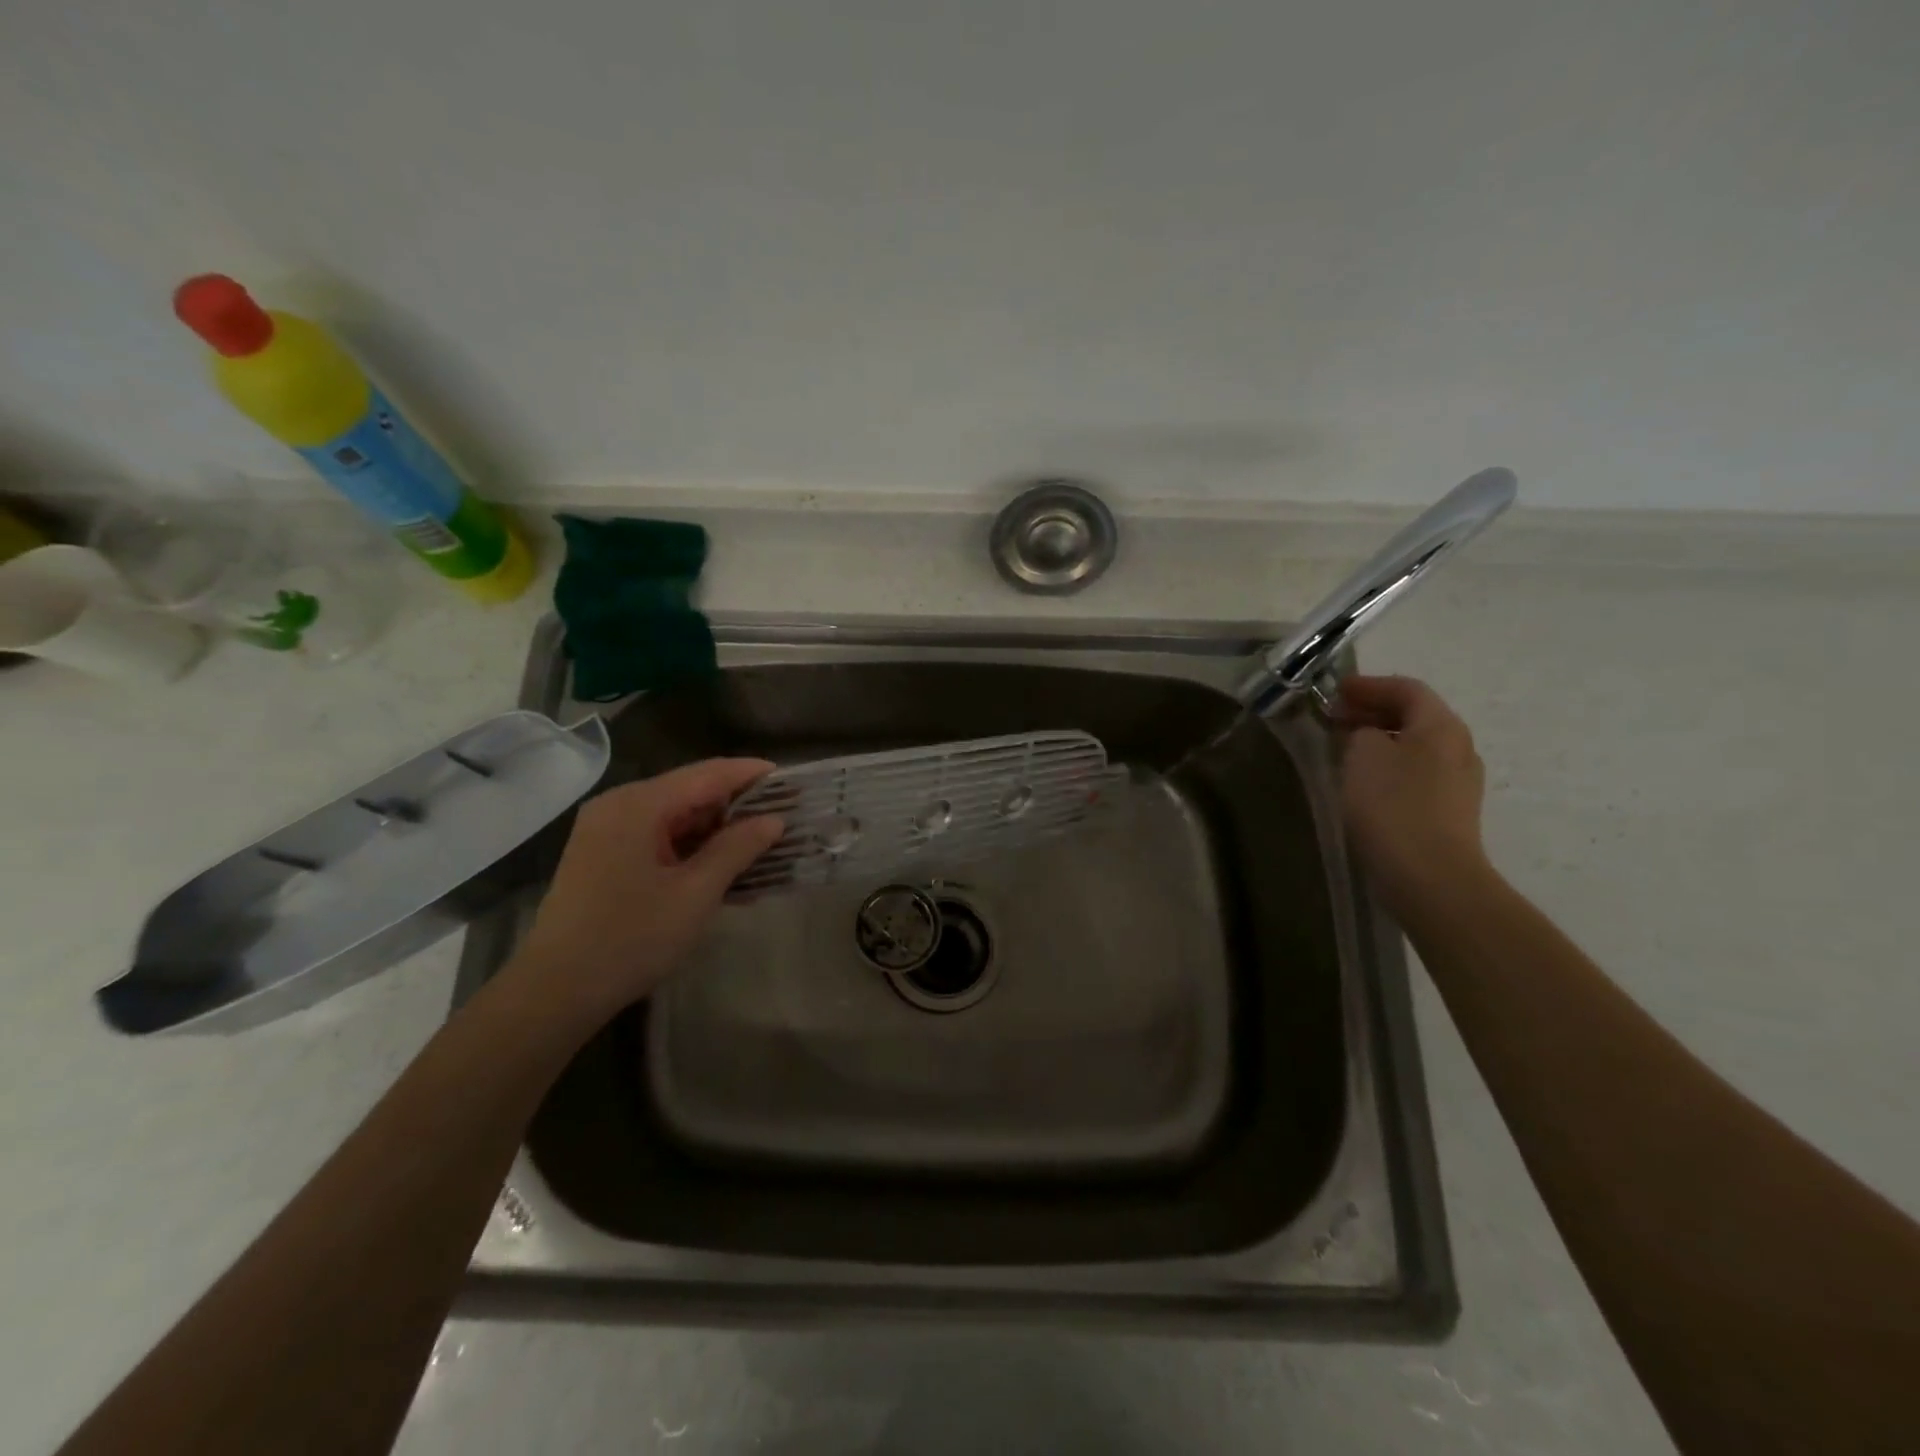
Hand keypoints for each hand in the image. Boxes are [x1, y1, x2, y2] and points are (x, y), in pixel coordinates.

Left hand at [510, 759, 783, 1022]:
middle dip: (738, 805)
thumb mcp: (696, 893)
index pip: (708, 774)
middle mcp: (620, 806)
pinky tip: (725, 868)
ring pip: (677, 817)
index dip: (752, 774)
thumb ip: (737, 848)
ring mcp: (608, 831)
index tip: (791, 781)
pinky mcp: (605, 857)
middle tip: (784, 817)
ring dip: (718, 831)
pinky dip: (693, 849)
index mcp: (639, 805)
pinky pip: (659, 839)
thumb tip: (774, 820)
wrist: (556, 992)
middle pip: (691, 792)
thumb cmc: (631, 938)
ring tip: (764, 845)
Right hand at [1334, 674, 1489, 910]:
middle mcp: (1459, 746)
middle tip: (1335, 718)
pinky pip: (1416, 773)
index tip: (1334, 691)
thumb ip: (1360, 732)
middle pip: (1415, 715)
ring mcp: (1459, 782)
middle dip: (1373, 712)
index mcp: (1441, 725)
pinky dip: (1389, 765)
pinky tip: (1364, 782)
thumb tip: (1366, 735)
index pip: (1406, 688)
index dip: (1369, 685)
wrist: (1430, 876)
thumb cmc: (1392, 805)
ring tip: (1344, 749)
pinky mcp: (1450, 811)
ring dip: (1380, 740)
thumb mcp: (1362, 754)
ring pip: (1416, 746)